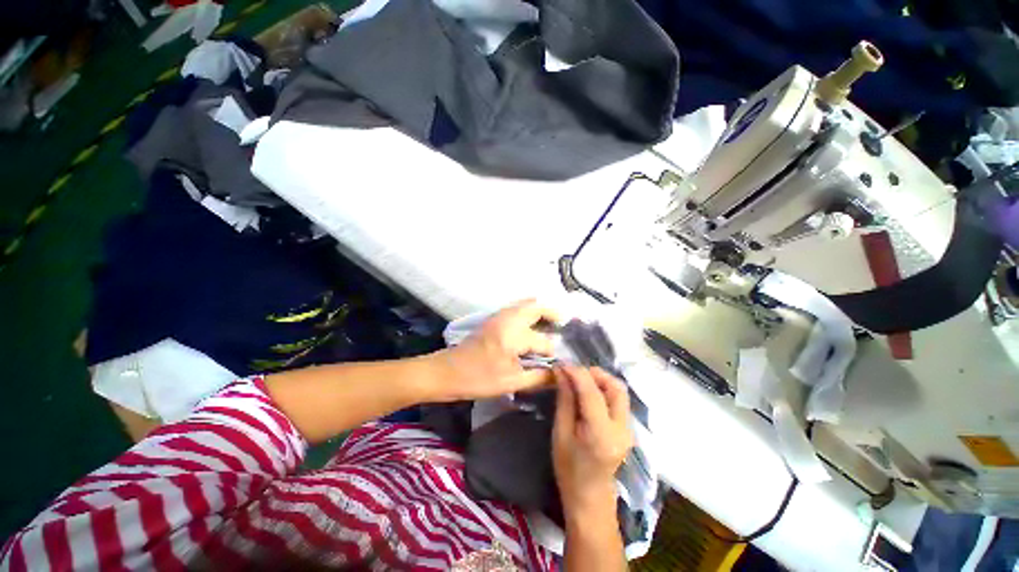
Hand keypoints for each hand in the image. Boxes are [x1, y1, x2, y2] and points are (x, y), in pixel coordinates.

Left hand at [430, 300, 558, 401]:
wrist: (446, 371)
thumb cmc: (478, 378)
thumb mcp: (511, 382)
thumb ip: (539, 377)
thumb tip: (559, 374)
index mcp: (514, 334)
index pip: (543, 341)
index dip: (553, 353)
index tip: (562, 362)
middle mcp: (508, 318)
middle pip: (536, 306)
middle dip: (553, 313)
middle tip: (564, 327)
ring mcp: (499, 316)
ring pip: (525, 304)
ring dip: (540, 310)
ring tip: (552, 325)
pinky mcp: (493, 319)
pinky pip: (517, 308)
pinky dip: (529, 311)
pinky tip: (533, 326)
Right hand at [552, 366, 632, 513]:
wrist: (589, 497)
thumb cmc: (569, 468)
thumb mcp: (560, 433)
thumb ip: (565, 400)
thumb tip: (561, 372)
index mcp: (601, 435)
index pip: (592, 393)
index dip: (577, 373)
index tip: (561, 364)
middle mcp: (621, 429)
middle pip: (615, 388)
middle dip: (594, 373)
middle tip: (573, 372)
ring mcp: (629, 429)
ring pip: (619, 391)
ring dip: (600, 379)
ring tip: (579, 379)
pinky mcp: (628, 428)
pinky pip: (618, 400)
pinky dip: (604, 389)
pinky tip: (588, 392)